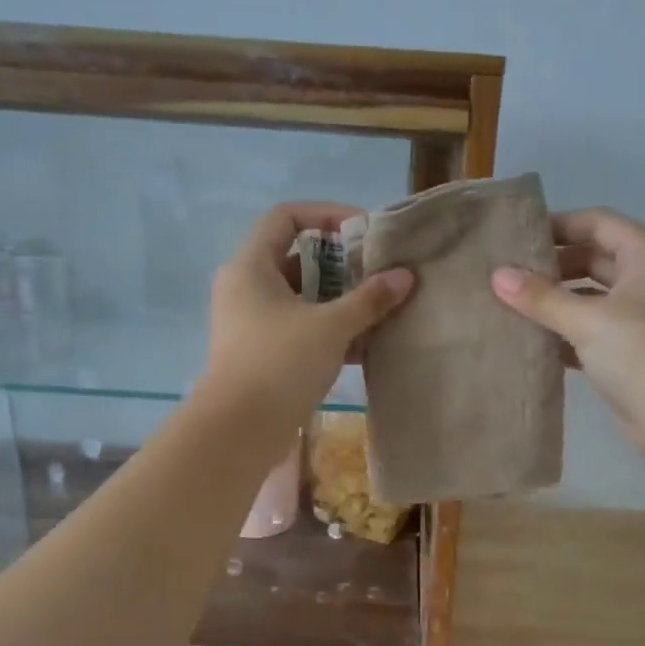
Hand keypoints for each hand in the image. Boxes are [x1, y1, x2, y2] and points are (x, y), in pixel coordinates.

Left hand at [205, 202, 413, 427]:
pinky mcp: (261, 352)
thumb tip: (405, 276)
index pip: (286, 218)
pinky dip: (328, 329)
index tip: (363, 231)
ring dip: (338, 299)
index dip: (326, 214)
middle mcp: (245, 287)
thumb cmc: (280, 364)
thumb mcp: (330, 327)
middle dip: (340, 263)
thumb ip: (369, 299)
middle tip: (378, 272)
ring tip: (378, 306)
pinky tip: (366, 342)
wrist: (239, 430)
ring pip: (300, 297)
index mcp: (250, 266)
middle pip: (296, 258)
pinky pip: (299, 327)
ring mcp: (251, 322)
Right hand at [490, 208, 644, 437]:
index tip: (518, 237)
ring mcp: (643, 319)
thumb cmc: (642, 353)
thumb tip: (497, 276)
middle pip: (595, 258)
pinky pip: (593, 331)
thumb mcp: (588, 320)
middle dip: (554, 265)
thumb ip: (541, 297)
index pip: (600, 223)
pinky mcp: (633, 353)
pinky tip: (533, 341)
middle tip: (508, 274)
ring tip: (512, 305)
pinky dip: (566, 333)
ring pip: (592, 298)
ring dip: (557, 301)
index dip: (560, 224)